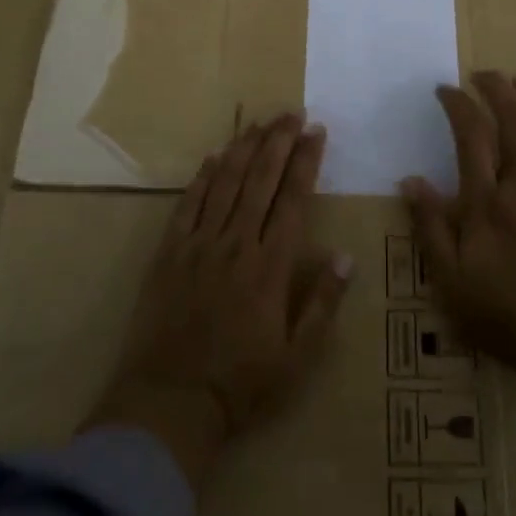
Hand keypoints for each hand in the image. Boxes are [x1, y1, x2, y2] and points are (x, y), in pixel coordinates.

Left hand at [85, 113, 353, 490]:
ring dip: (244, 148)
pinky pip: (188, 203)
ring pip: (225, 183)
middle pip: (260, 179)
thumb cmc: (241, 383)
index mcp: (271, 266)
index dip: (305, 161)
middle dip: (278, 141)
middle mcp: (237, 243)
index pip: (292, 198)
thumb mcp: (297, 358)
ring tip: (259, 122)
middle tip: (292, 112)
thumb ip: (323, 304)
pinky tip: (215, 155)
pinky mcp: (170, 252)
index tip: (316, 131)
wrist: (170, 403)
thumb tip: (346, 256)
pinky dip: (203, 176)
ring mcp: (200, 244)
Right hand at [403, 72, 515, 366]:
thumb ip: (429, 226)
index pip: (471, 137)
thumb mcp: (448, 278)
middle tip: (485, 74)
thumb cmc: (501, 315)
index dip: (458, 105)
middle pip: (515, 123)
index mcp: (486, 202)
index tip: (446, 90)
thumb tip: (410, 180)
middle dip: (499, 90)